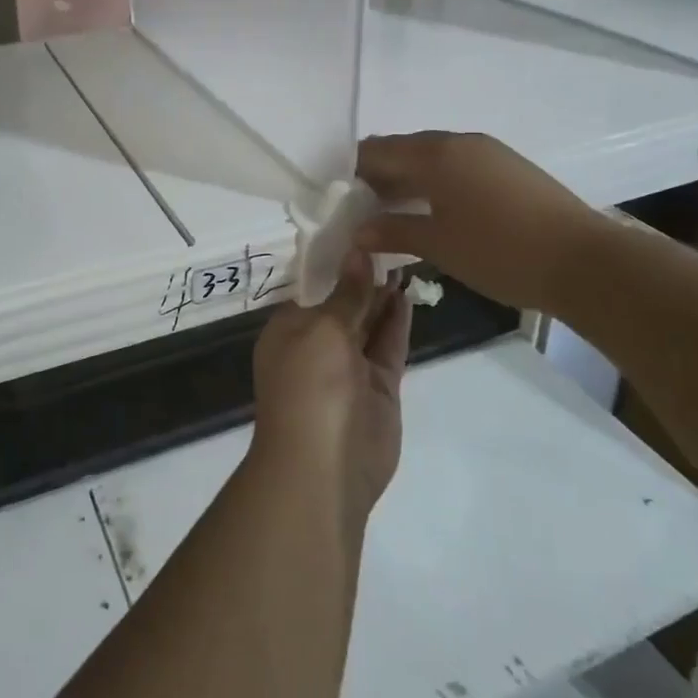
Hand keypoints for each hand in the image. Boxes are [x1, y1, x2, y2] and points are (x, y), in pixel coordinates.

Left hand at [249, 257, 410, 528]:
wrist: (324, 466)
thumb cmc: (310, 386)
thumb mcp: (324, 330)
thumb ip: (347, 293)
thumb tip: (358, 252)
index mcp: (289, 327)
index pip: (312, 286)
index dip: (335, 260)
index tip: (359, 230)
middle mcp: (316, 342)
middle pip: (343, 301)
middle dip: (363, 275)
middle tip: (390, 236)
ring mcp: (349, 365)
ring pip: (369, 321)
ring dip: (383, 294)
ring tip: (405, 255)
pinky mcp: (378, 385)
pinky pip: (388, 344)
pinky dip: (397, 320)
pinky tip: (408, 292)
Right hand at [355, 131, 600, 312]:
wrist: (584, 262)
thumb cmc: (500, 251)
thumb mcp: (438, 245)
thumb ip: (392, 232)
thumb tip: (357, 232)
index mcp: (435, 154)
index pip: (377, 151)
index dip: (354, 171)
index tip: (339, 197)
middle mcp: (459, 142)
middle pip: (404, 149)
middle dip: (379, 174)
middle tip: (362, 207)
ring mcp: (488, 152)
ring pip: (433, 156)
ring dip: (408, 178)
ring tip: (394, 211)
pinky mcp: (509, 167)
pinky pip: (457, 165)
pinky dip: (436, 181)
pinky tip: (434, 210)